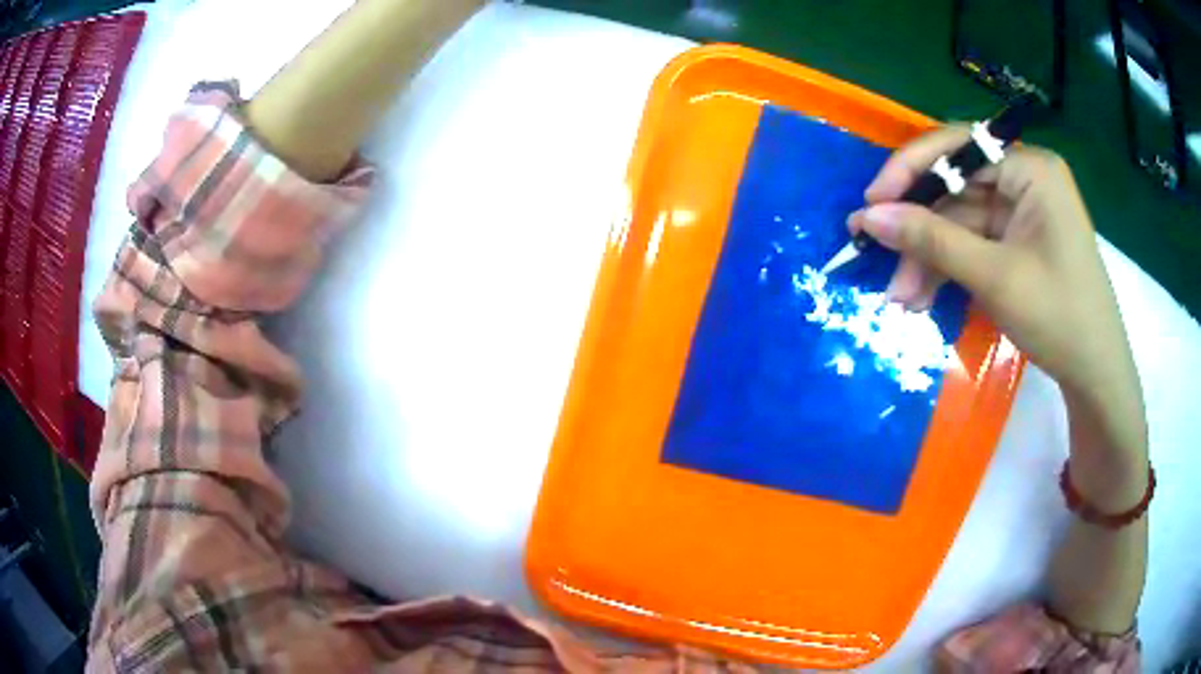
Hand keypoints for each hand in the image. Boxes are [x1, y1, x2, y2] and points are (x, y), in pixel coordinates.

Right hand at [847, 127, 1138, 413]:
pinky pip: (973, 244)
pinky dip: (948, 269)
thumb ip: (932, 240)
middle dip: (919, 231)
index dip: (910, 171)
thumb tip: (869, 218)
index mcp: (1030, 168)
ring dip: (929, 258)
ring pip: (960, 222)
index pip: (958, 147)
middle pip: (955, 189)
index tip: (872, 204)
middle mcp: (1025, 178)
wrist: (1095, 376)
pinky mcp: (1018, 241)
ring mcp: (1022, 212)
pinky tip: (924, 298)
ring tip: (901, 299)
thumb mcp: (994, 277)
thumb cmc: (1059, 317)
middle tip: (876, 258)